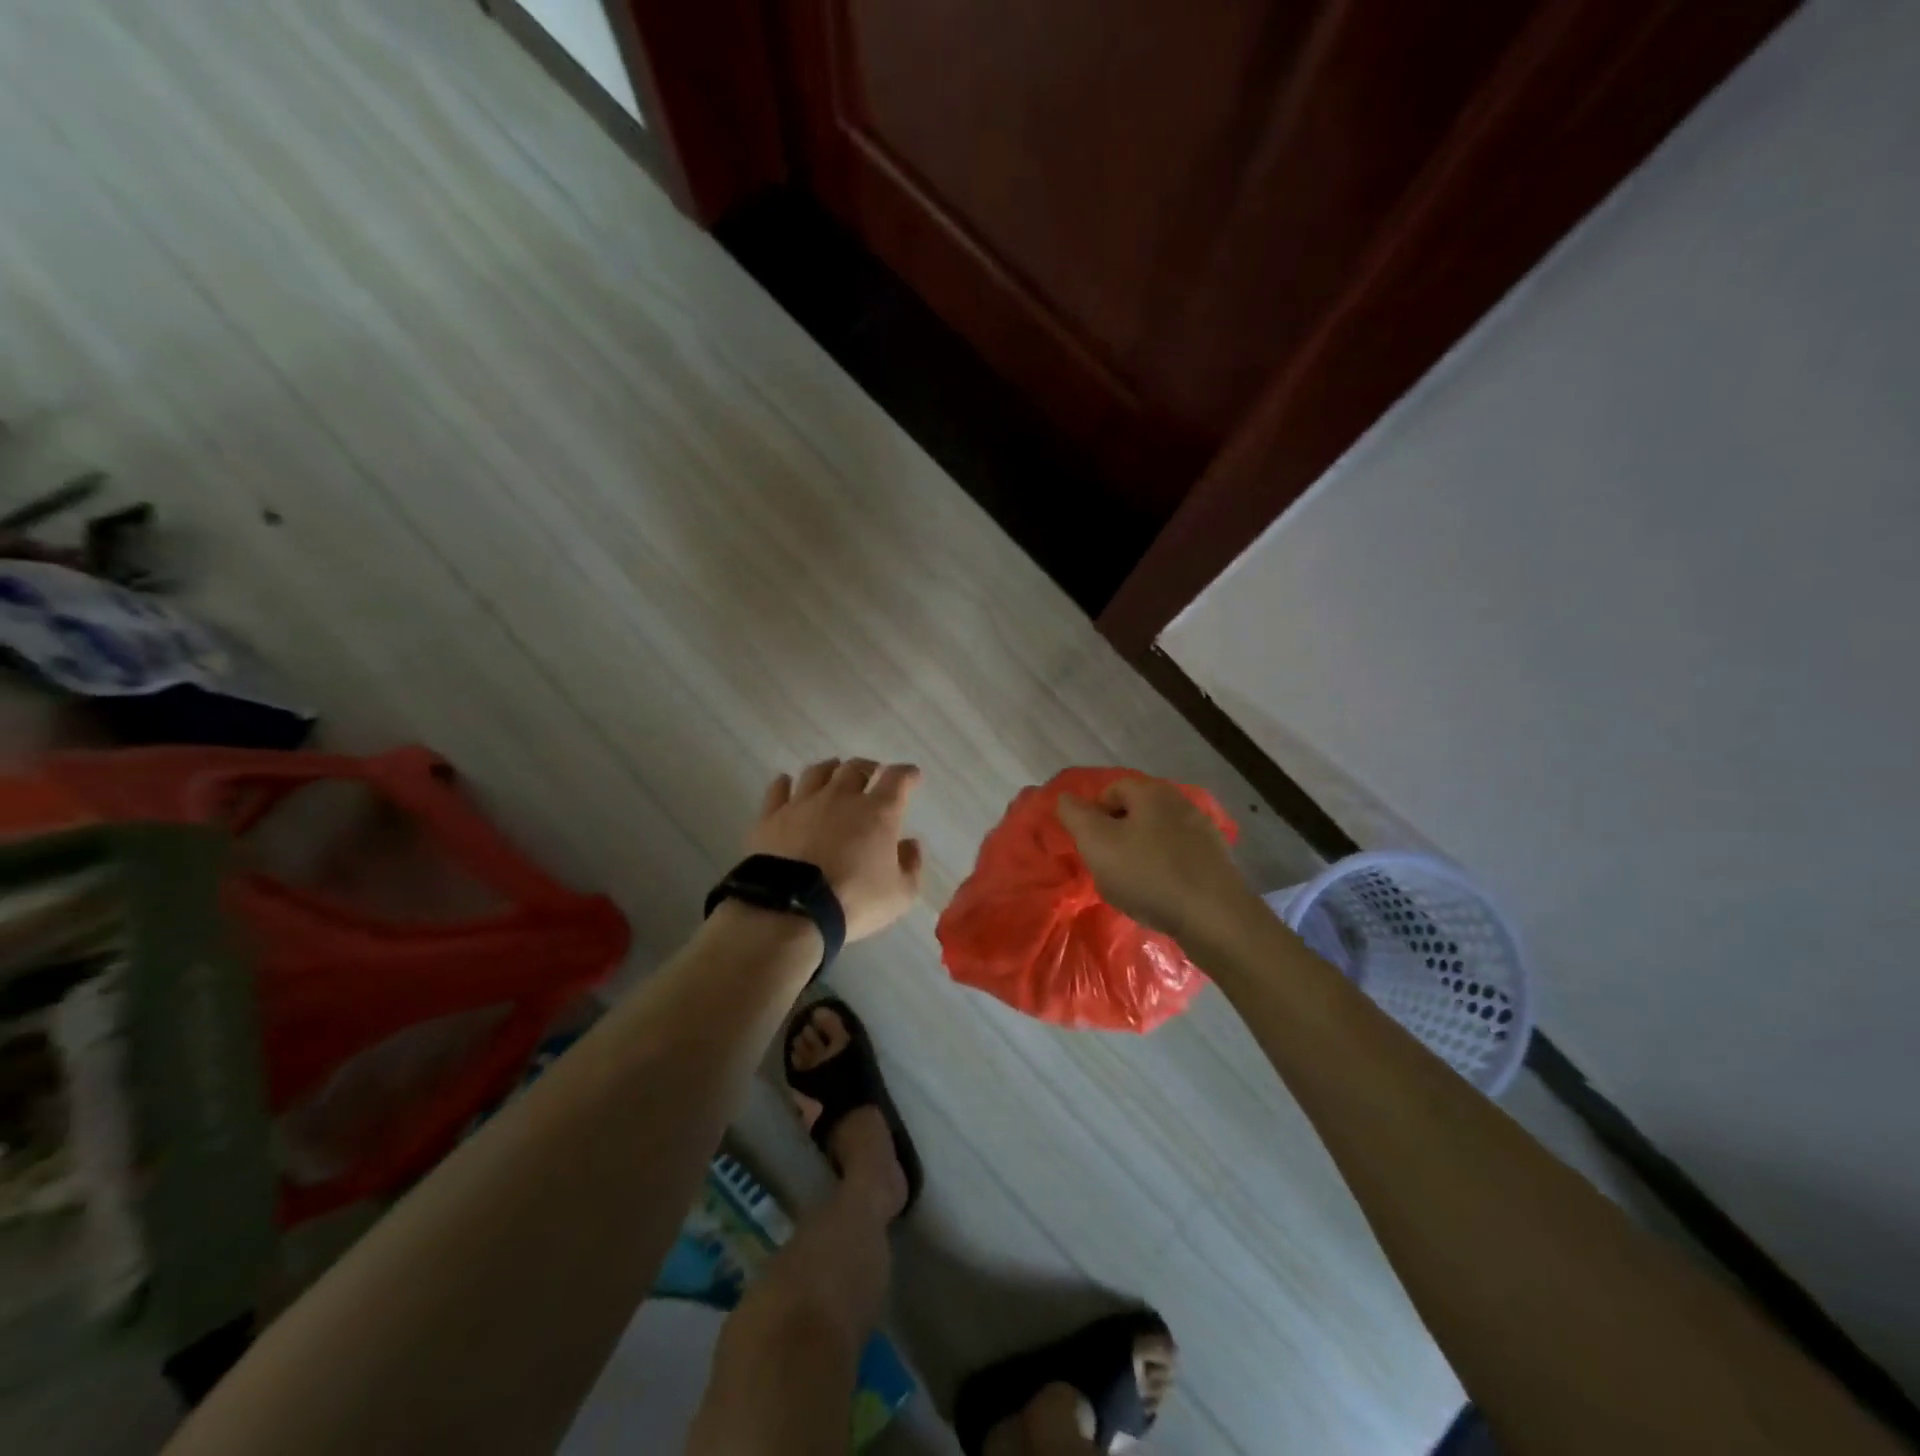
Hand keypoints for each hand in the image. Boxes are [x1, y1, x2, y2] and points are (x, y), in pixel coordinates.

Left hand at [749, 758, 923, 941]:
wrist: (791, 909)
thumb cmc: (853, 901)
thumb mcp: (899, 895)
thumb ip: (911, 866)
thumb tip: (911, 845)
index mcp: (878, 812)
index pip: (897, 779)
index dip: (907, 774)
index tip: (912, 776)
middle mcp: (841, 797)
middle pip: (856, 768)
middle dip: (868, 767)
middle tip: (872, 773)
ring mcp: (803, 803)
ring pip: (818, 772)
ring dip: (830, 769)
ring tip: (834, 771)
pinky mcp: (771, 816)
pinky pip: (778, 789)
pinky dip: (785, 783)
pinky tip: (786, 783)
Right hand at [1056, 777, 1257, 944]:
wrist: (1214, 917)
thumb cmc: (1148, 875)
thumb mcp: (1097, 843)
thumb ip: (1076, 816)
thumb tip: (1065, 798)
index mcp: (1151, 792)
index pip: (1111, 789)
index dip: (1093, 814)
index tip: (1088, 845)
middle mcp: (1180, 802)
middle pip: (1135, 811)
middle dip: (1116, 835)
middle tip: (1105, 865)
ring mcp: (1202, 831)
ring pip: (1157, 835)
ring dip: (1140, 853)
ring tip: (1131, 884)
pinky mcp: (1216, 860)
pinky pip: (1178, 857)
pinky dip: (1163, 870)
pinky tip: (1159, 894)